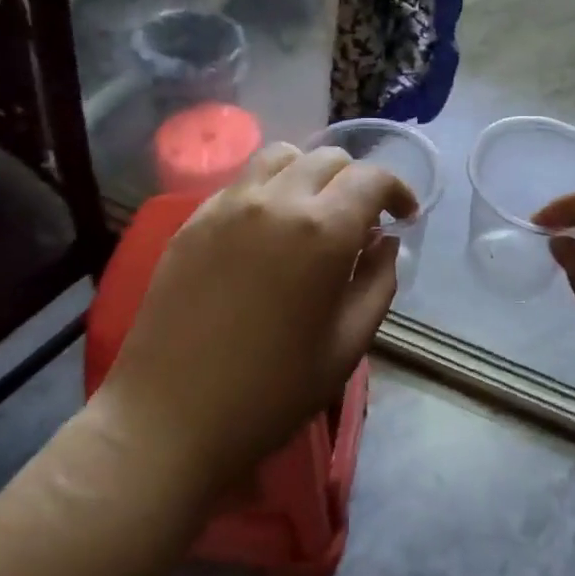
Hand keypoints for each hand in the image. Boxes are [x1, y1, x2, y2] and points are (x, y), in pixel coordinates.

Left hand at [89, 144, 415, 498]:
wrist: (170, 418)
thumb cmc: (271, 392)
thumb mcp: (348, 346)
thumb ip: (378, 282)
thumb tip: (384, 242)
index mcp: (321, 231)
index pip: (372, 178)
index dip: (397, 191)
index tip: (404, 218)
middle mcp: (275, 201)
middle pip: (328, 159)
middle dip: (356, 182)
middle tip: (360, 223)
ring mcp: (227, 205)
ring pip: (280, 158)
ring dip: (309, 175)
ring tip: (312, 215)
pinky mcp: (193, 220)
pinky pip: (241, 182)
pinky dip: (269, 190)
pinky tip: (266, 233)